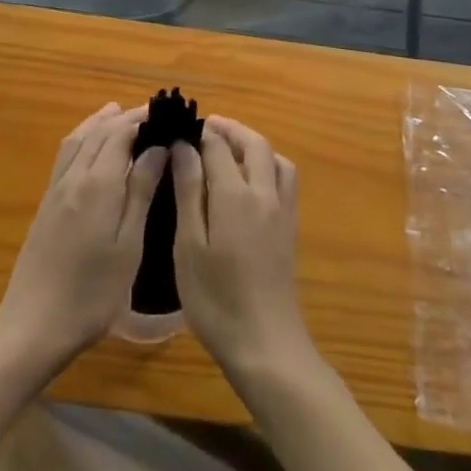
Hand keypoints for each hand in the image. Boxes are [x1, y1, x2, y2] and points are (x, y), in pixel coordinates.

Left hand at [0, 104, 166, 374]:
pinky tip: (89, 146)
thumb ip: (141, 192)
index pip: (120, 133)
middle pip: (99, 132)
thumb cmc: (92, 293)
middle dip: (124, 118)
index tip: (165, 114)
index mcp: (98, 183)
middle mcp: (74, 177)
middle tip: (151, 113)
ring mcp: (56, 189)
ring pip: (78, 139)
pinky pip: (65, 155)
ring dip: (99, 122)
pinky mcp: (46, 204)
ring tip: (118, 113)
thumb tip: (157, 148)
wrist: (33, 325)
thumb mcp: (128, 246)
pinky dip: (82, 138)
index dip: (141, 119)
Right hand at [170, 117, 311, 378]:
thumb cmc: (216, 298)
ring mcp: (282, 209)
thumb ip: (188, 191)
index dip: (199, 134)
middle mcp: (264, 192)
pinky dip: (269, 163)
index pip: (218, 146)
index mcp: (235, 194)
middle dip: (230, 129)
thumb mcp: (189, 246)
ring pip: (274, 157)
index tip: (179, 130)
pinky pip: (284, 177)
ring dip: (252, 143)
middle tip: (206, 127)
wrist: (265, 343)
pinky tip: (252, 179)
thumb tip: (184, 147)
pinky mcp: (290, 226)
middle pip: (253, 143)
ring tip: (229, 148)